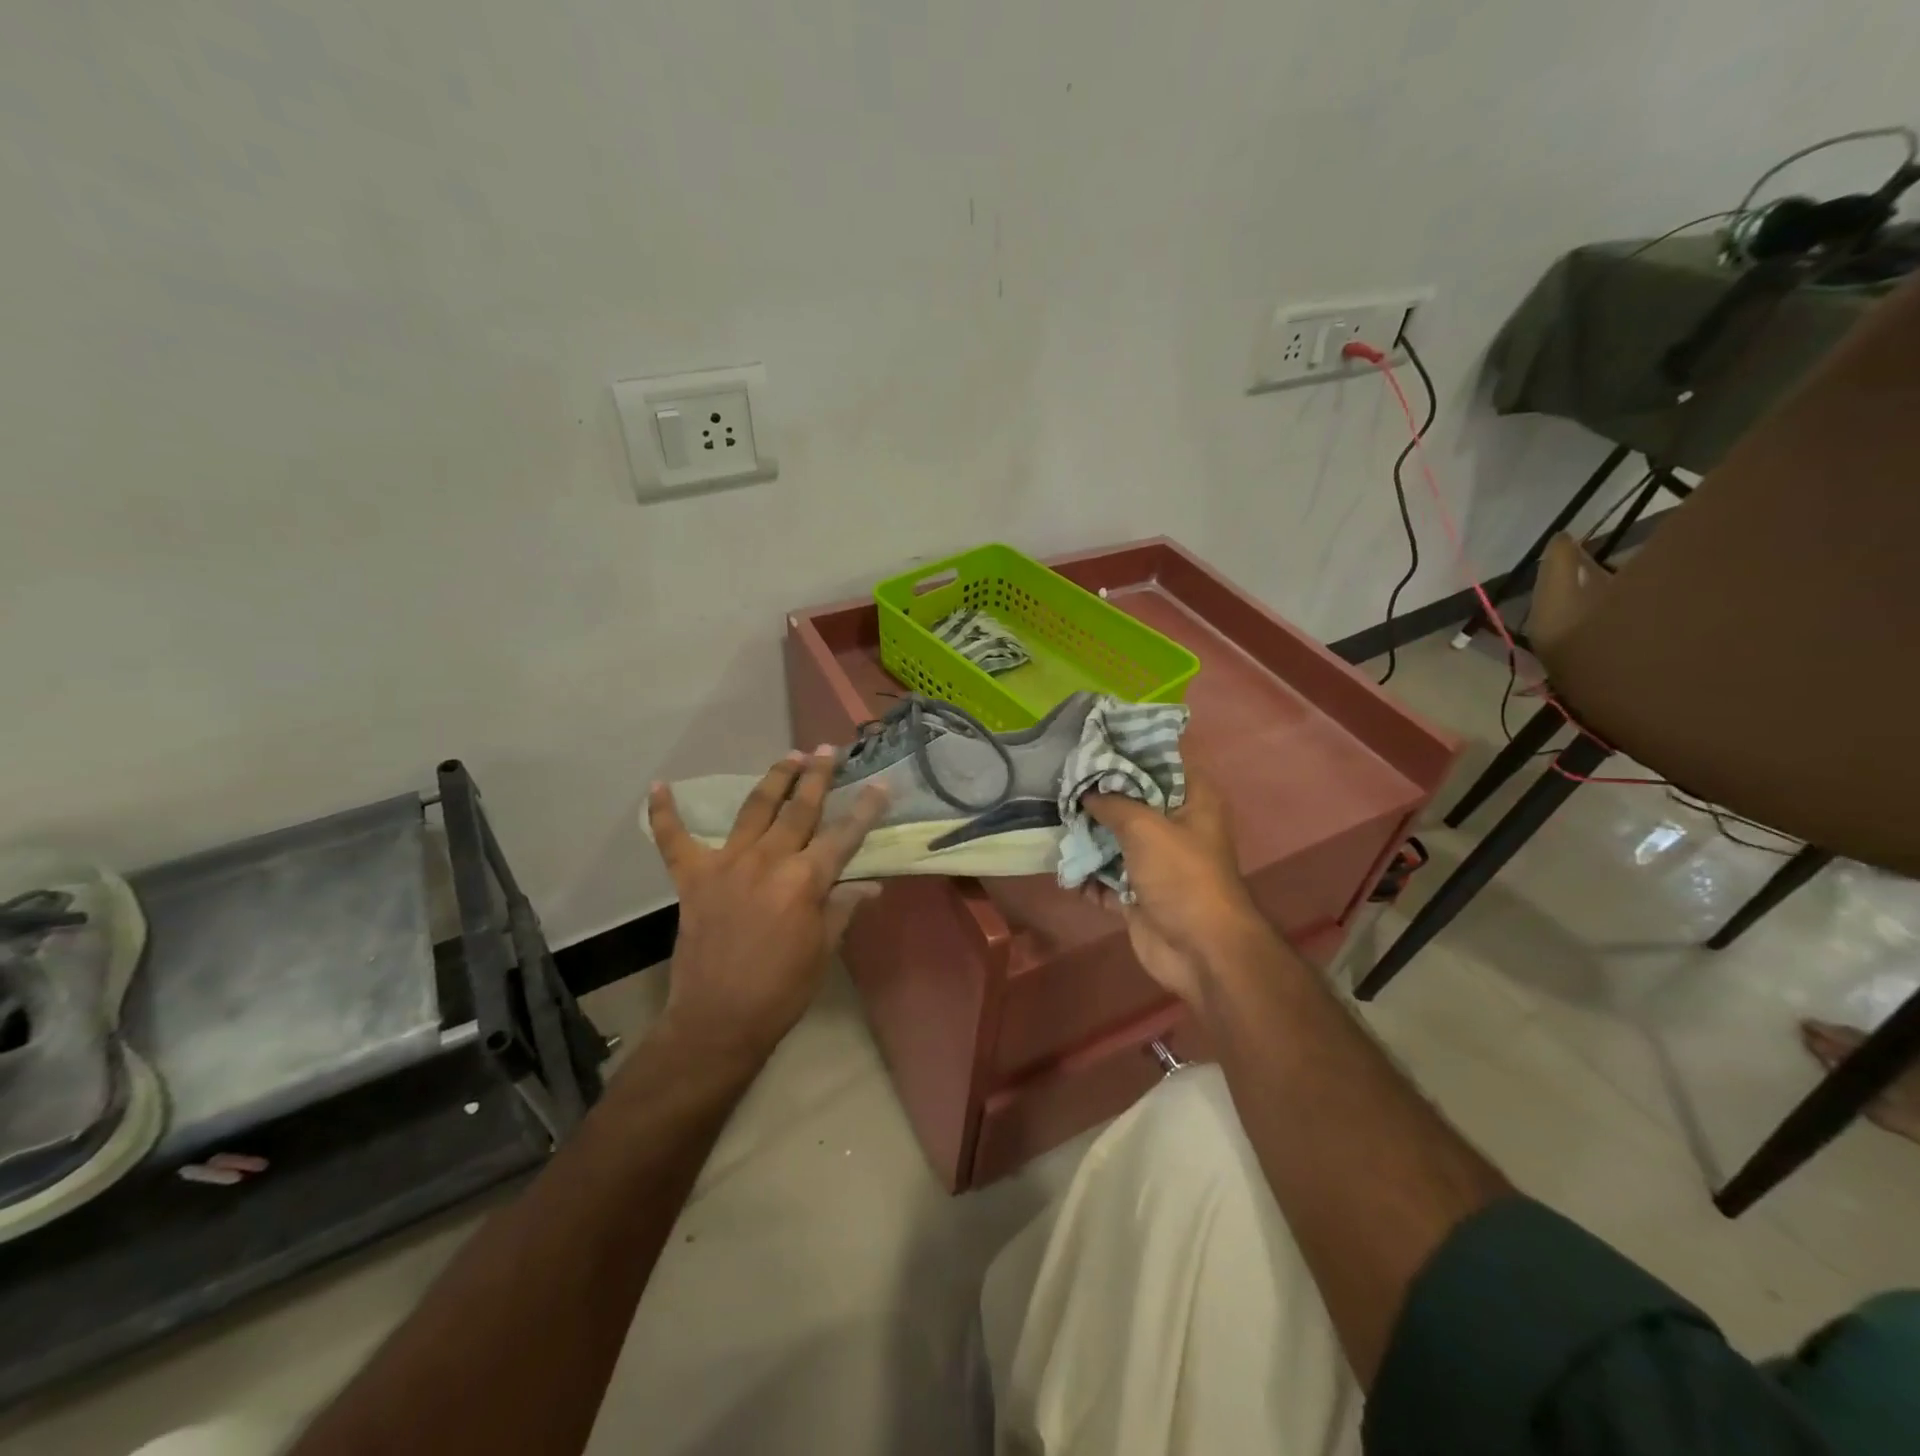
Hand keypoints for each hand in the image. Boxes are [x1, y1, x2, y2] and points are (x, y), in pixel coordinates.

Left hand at [647, 748, 887, 1067]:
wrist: (719, 1021)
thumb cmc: (782, 989)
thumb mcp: (824, 949)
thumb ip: (843, 907)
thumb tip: (871, 884)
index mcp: (805, 880)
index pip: (844, 835)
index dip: (866, 809)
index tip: (881, 785)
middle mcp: (768, 861)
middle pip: (799, 809)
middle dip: (817, 776)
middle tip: (828, 750)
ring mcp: (727, 864)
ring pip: (753, 808)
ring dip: (774, 779)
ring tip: (789, 756)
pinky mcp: (693, 878)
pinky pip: (674, 840)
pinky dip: (665, 813)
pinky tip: (660, 786)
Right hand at [1083, 763, 1272, 1004]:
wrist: (1199, 949)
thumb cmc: (1180, 875)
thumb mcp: (1144, 826)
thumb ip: (1112, 802)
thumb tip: (1086, 792)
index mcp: (1194, 799)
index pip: (1164, 759)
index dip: (1132, 748)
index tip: (1095, 739)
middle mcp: (1178, 825)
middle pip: (1135, 799)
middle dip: (1100, 794)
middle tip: (1064, 781)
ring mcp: (1159, 862)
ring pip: (1118, 839)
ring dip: (1090, 836)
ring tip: (1056, 821)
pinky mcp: (1141, 893)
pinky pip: (1108, 877)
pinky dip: (1089, 877)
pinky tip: (1064, 869)